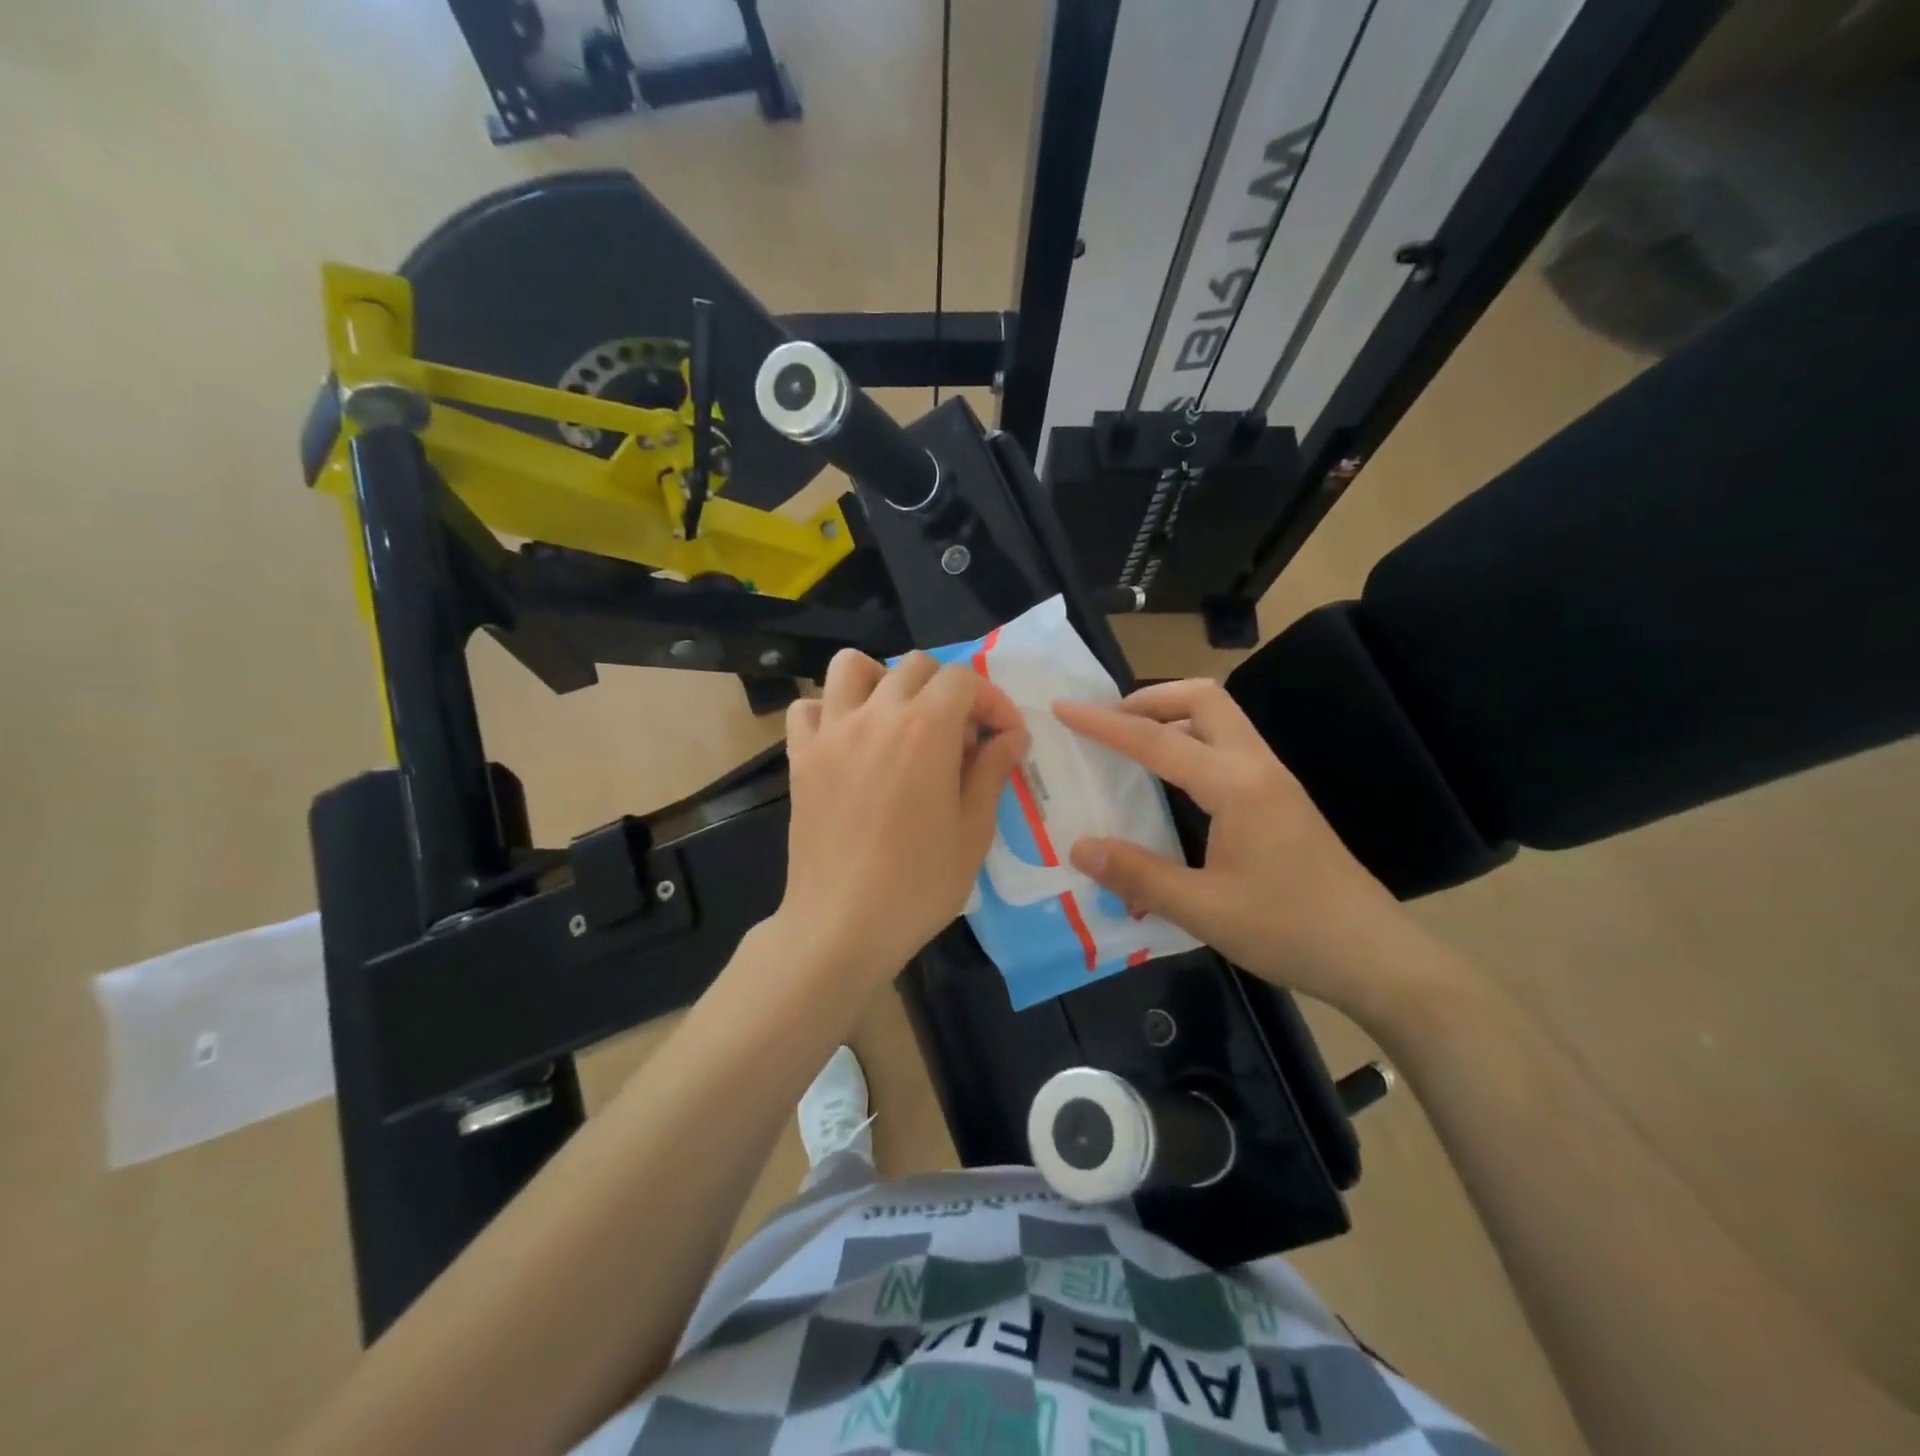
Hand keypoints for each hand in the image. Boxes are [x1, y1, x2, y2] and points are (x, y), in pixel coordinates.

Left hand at [779, 649, 1028, 994]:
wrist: (842, 925)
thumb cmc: (919, 884)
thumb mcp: (974, 830)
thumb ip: (993, 770)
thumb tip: (1010, 735)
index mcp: (926, 729)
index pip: (965, 680)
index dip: (992, 702)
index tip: (1005, 738)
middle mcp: (876, 715)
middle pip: (916, 667)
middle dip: (948, 691)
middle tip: (959, 738)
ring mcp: (832, 733)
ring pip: (852, 667)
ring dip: (883, 681)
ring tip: (899, 720)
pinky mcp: (801, 757)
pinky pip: (809, 709)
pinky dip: (831, 711)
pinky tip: (849, 741)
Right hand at [1053, 680, 1435, 1019]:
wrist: (1375, 956)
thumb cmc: (1290, 929)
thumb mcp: (1204, 910)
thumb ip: (1138, 875)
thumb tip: (1079, 847)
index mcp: (1235, 785)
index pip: (1156, 740)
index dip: (1104, 724)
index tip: (1064, 709)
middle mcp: (1256, 767)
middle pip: (1203, 698)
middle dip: (1149, 698)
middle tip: (1107, 722)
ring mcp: (1274, 780)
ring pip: (1221, 719)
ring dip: (1173, 716)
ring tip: (1130, 745)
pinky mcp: (1281, 799)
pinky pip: (1228, 746)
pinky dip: (1191, 742)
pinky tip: (1171, 782)